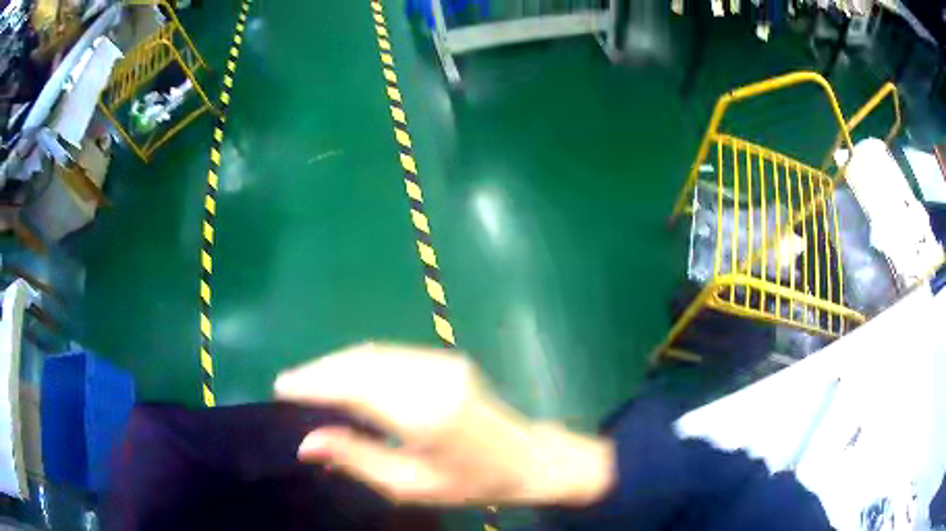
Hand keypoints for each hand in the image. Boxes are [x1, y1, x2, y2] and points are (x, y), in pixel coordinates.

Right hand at [274, 343, 614, 506]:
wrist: (527, 459)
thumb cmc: (470, 484)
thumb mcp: (410, 485)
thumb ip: (355, 459)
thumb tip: (306, 444)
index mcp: (423, 414)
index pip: (351, 387)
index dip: (312, 383)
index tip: (281, 387)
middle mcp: (430, 378)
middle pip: (359, 362)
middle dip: (319, 370)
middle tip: (289, 384)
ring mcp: (442, 363)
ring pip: (373, 352)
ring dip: (337, 363)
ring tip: (309, 381)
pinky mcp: (447, 359)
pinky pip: (391, 354)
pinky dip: (361, 362)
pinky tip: (346, 376)